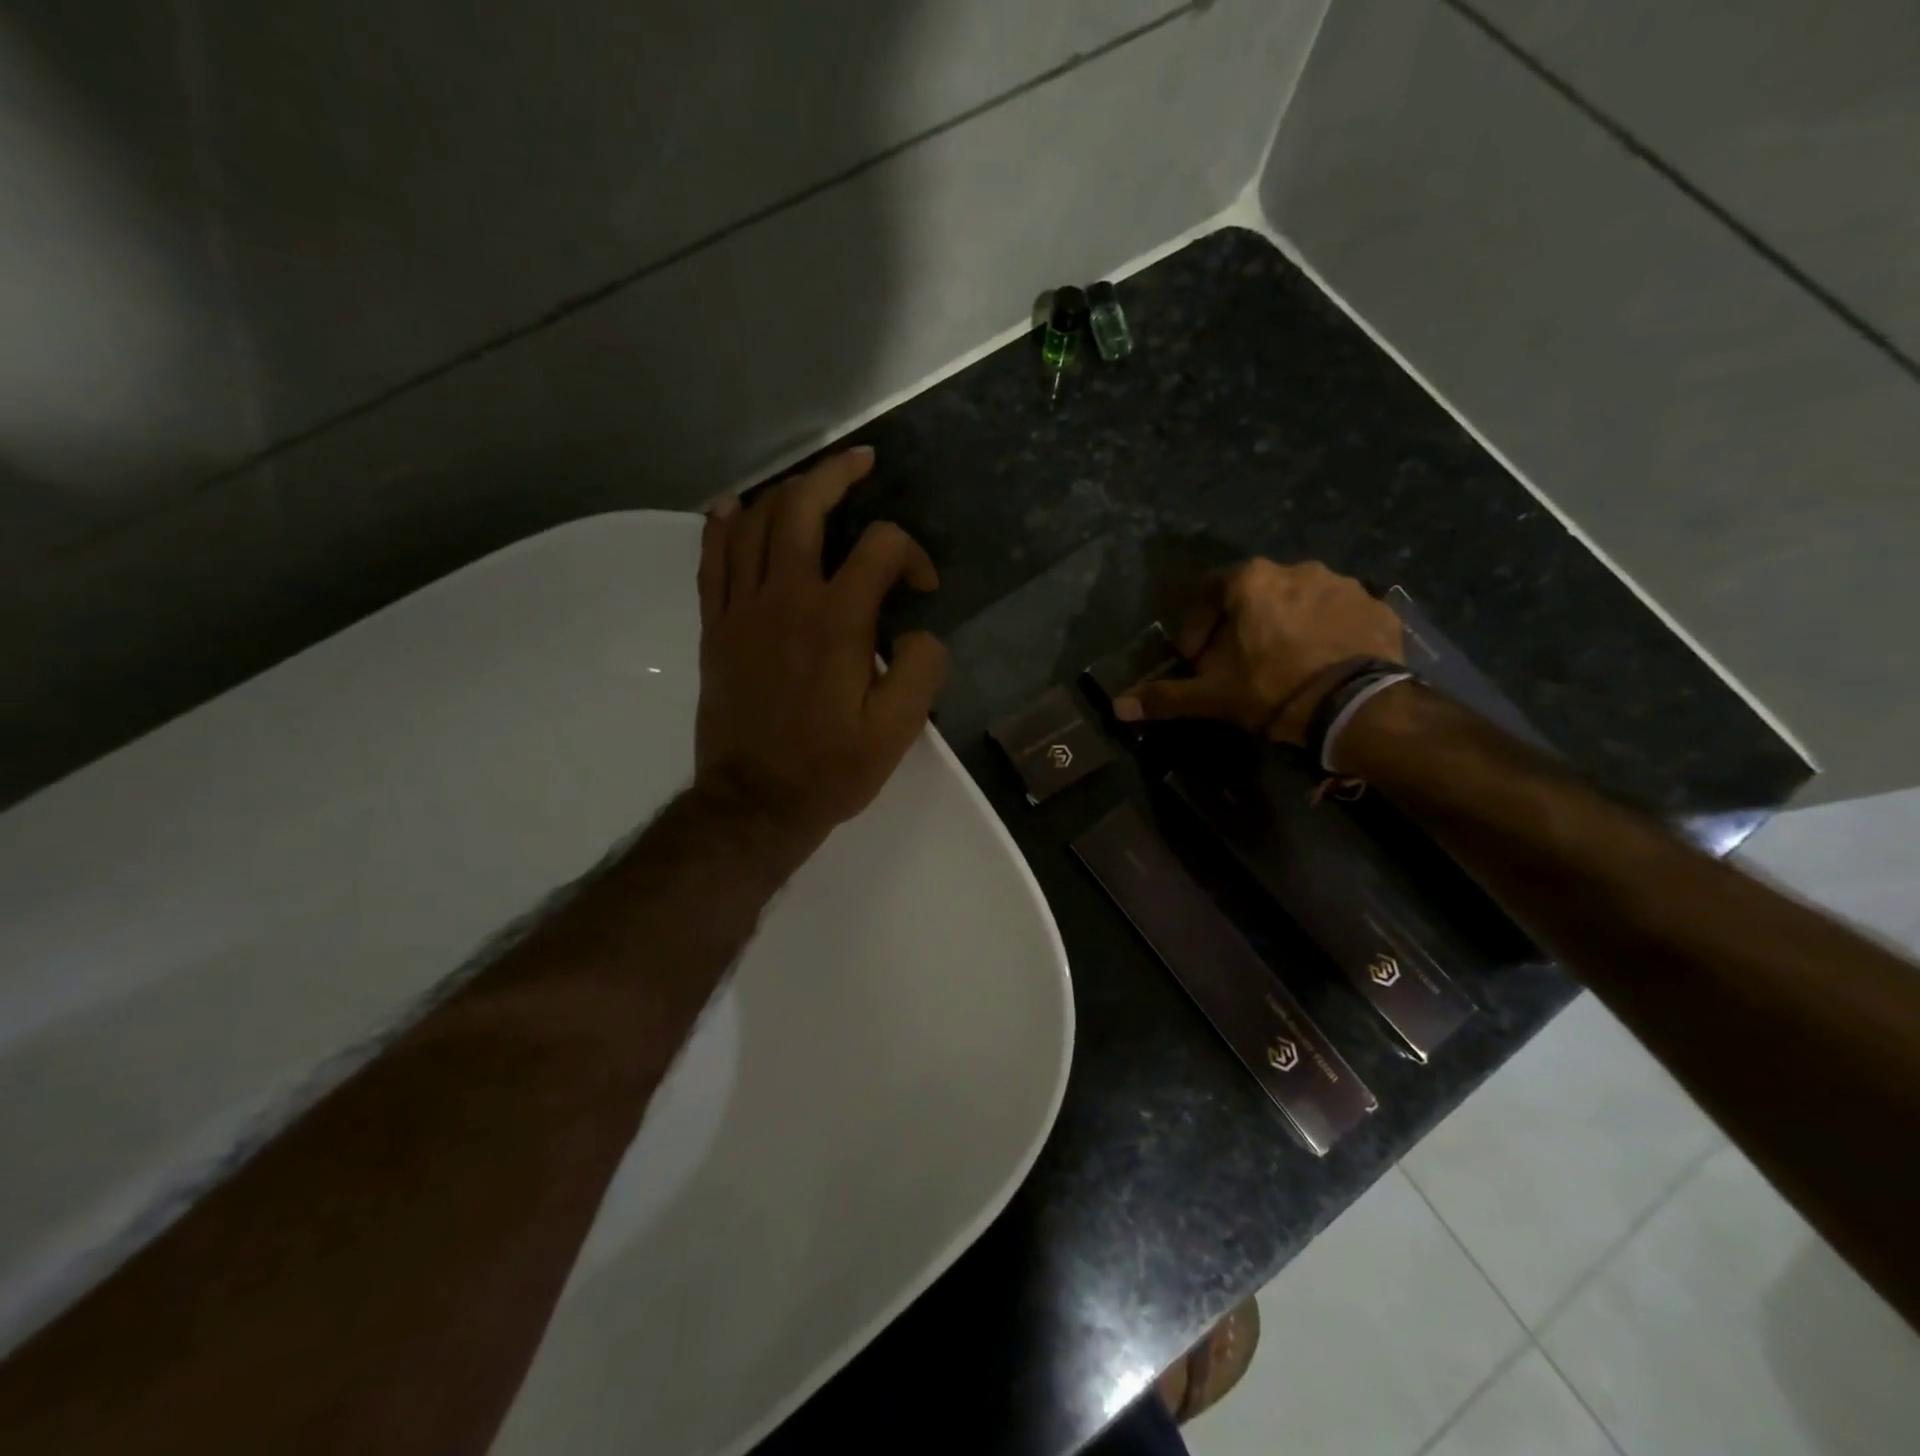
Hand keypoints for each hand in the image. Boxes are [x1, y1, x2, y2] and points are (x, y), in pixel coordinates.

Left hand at [693, 447, 948, 855]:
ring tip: (810, 482)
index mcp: (838, 621)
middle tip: (862, 462)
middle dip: (837, 473)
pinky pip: (712, 560)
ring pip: (755, 522)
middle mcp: (786, 598)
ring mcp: (742, 609)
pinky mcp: (716, 628)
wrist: (755, 803)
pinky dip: (722, 525)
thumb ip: (923, 669)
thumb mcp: (899, 730)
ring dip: (786, 491)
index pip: (881, 548)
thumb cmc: (831, 768)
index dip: (912, 555)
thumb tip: (920, 631)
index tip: (922, 590)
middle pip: (805, 506)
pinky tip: (734, 507)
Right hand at [1113, 559, 1401, 744]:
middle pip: (1256, 596)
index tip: (1197, 659)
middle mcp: (1297, 569)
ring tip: (1284, 665)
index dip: (1197, 626)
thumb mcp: (1212, 695)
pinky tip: (1323, 664)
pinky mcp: (1377, 607)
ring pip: (1300, 602)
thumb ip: (1165, 696)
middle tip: (1239, 664)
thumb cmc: (1271, 688)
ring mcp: (1343, 585)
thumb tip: (1118, 707)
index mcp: (1252, 581)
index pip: (1209, 591)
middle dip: (1242, 626)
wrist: (1356, 706)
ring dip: (1286, 626)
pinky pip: (1340, 615)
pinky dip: (1327, 634)